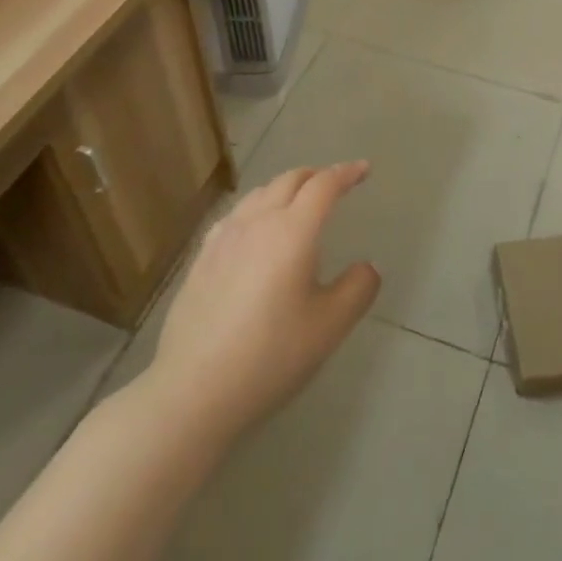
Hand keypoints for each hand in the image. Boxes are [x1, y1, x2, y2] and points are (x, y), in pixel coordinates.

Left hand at [144, 163, 380, 447]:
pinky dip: (257, 207)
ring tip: (298, 201)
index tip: (363, 169)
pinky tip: (254, 229)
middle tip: (335, 183)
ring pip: (259, 194)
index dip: (346, 173)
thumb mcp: (330, 326)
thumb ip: (358, 288)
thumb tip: (367, 267)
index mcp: (293, 231)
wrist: (194, 390)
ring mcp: (223, 238)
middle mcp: (257, 222)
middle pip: (289, 180)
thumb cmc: (271, 355)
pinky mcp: (201, 259)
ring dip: (285, 188)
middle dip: (316, 175)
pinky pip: (236, 215)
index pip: (323, 185)